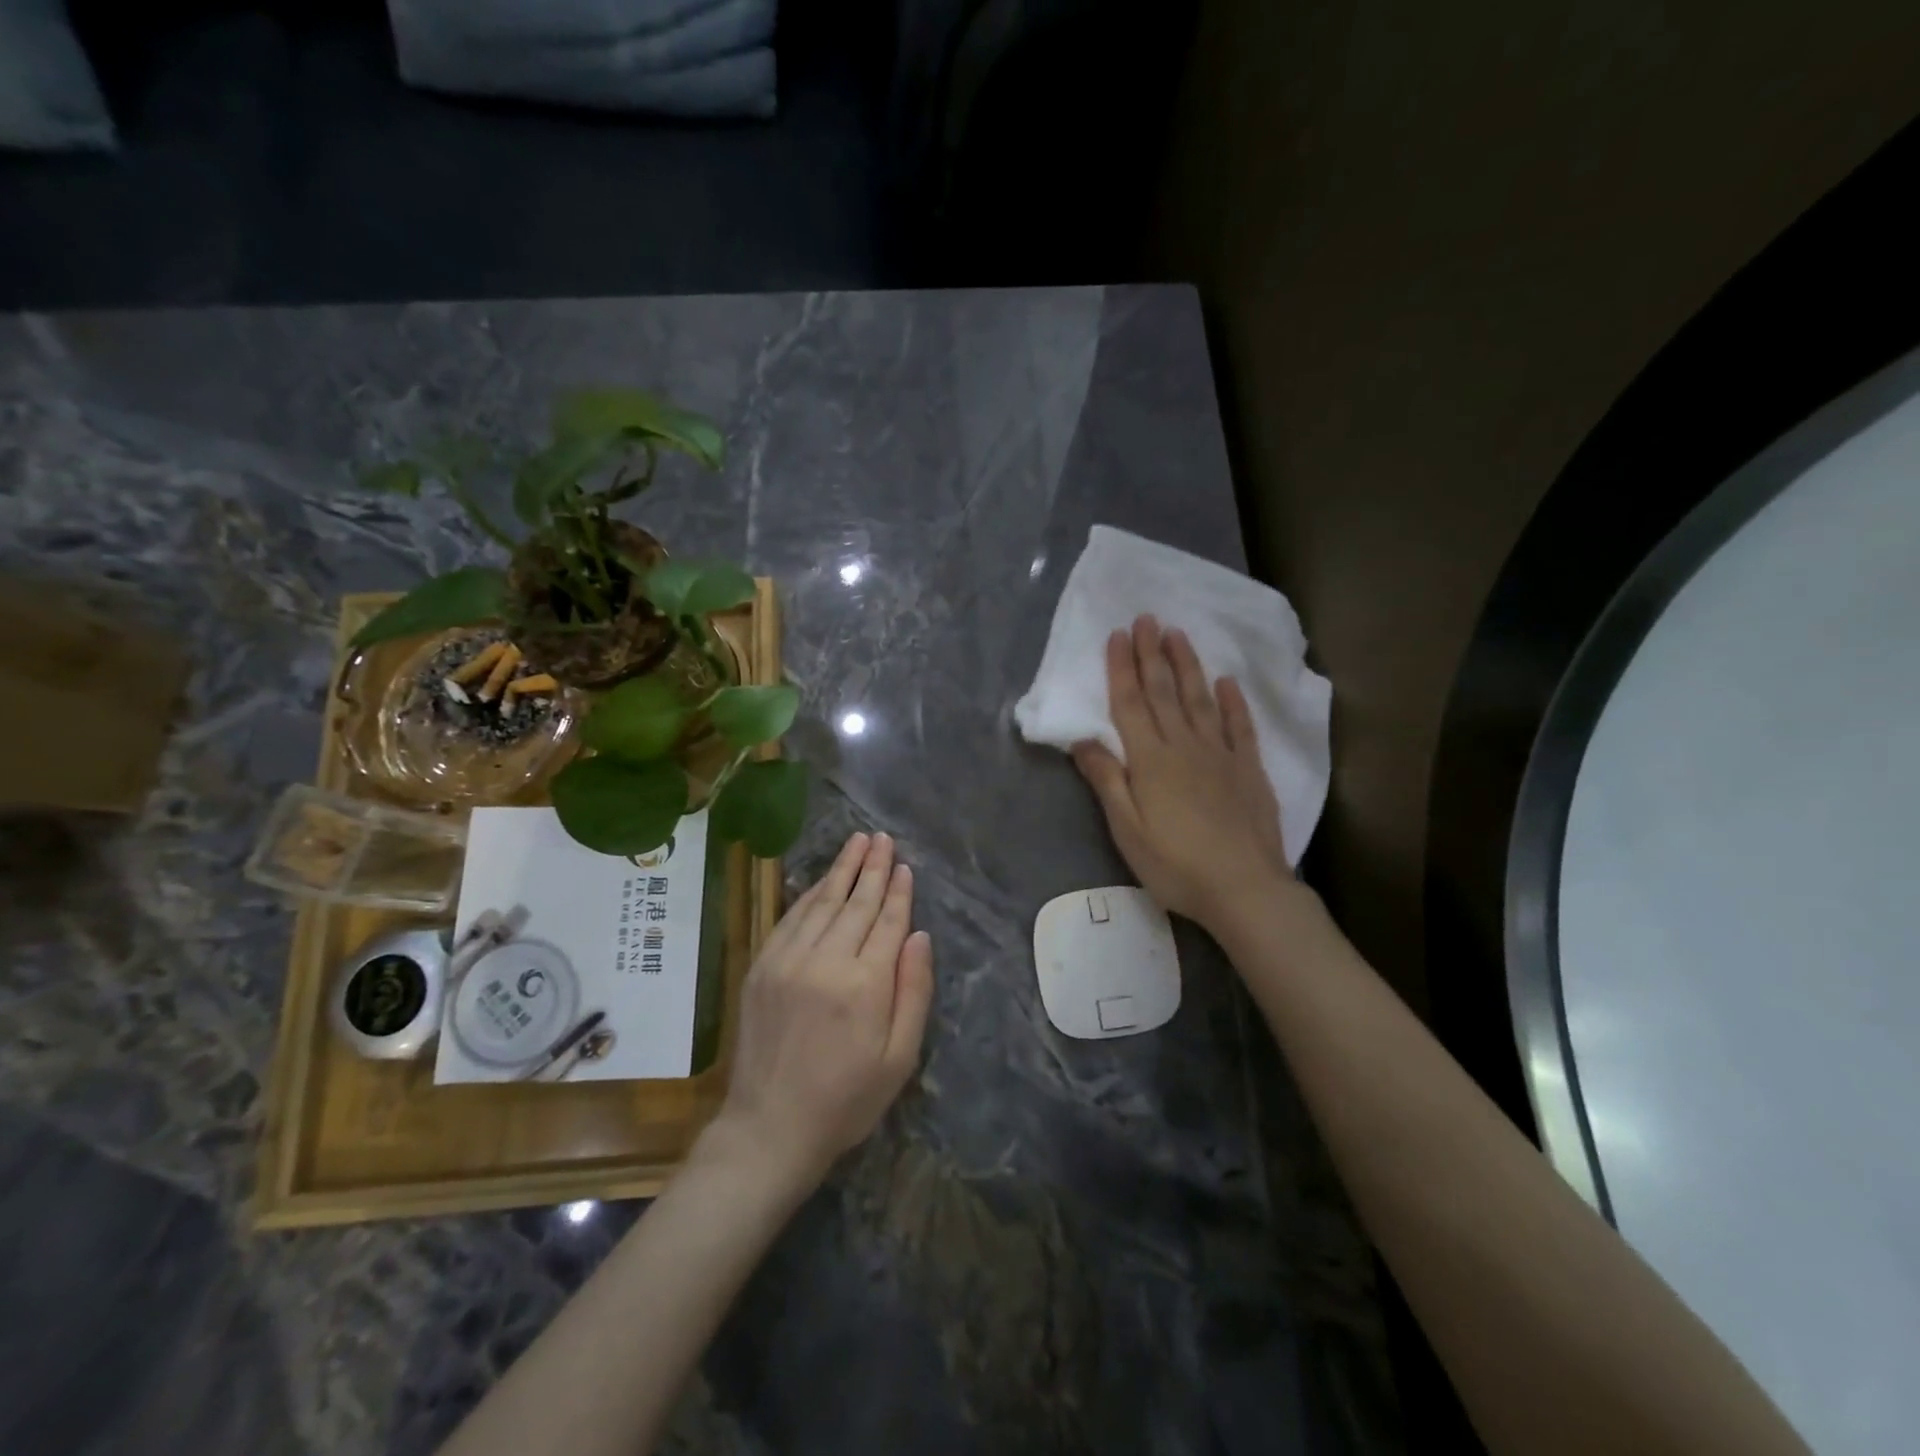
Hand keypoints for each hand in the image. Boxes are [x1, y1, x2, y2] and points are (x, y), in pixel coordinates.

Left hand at [705, 831, 933, 1191]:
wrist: (769, 1129)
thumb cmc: (846, 1101)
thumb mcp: (899, 1058)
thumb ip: (914, 992)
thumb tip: (919, 935)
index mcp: (865, 985)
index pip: (887, 922)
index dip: (898, 891)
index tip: (905, 865)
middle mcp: (825, 961)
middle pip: (856, 902)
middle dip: (872, 867)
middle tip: (882, 837)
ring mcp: (788, 960)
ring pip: (822, 902)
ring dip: (842, 869)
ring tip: (858, 842)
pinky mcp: (762, 966)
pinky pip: (791, 918)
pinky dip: (810, 894)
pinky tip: (823, 879)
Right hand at [1073, 615, 1294, 934]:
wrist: (1244, 889)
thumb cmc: (1175, 864)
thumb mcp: (1127, 829)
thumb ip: (1107, 780)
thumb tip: (1083, 739)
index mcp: (1151, 760)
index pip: (1131, 703)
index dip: (1122, 668)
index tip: (1118, 635)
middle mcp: (1185, 746)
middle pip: (1164, 692)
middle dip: (1152, 653)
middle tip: (1147, 617)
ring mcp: (1221, 755)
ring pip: (1201, 699)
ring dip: (1187, 665)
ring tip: (1178, 634)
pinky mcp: (1249, 769)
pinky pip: (1240, 726)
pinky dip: (1233, 701)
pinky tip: (1227, 681)